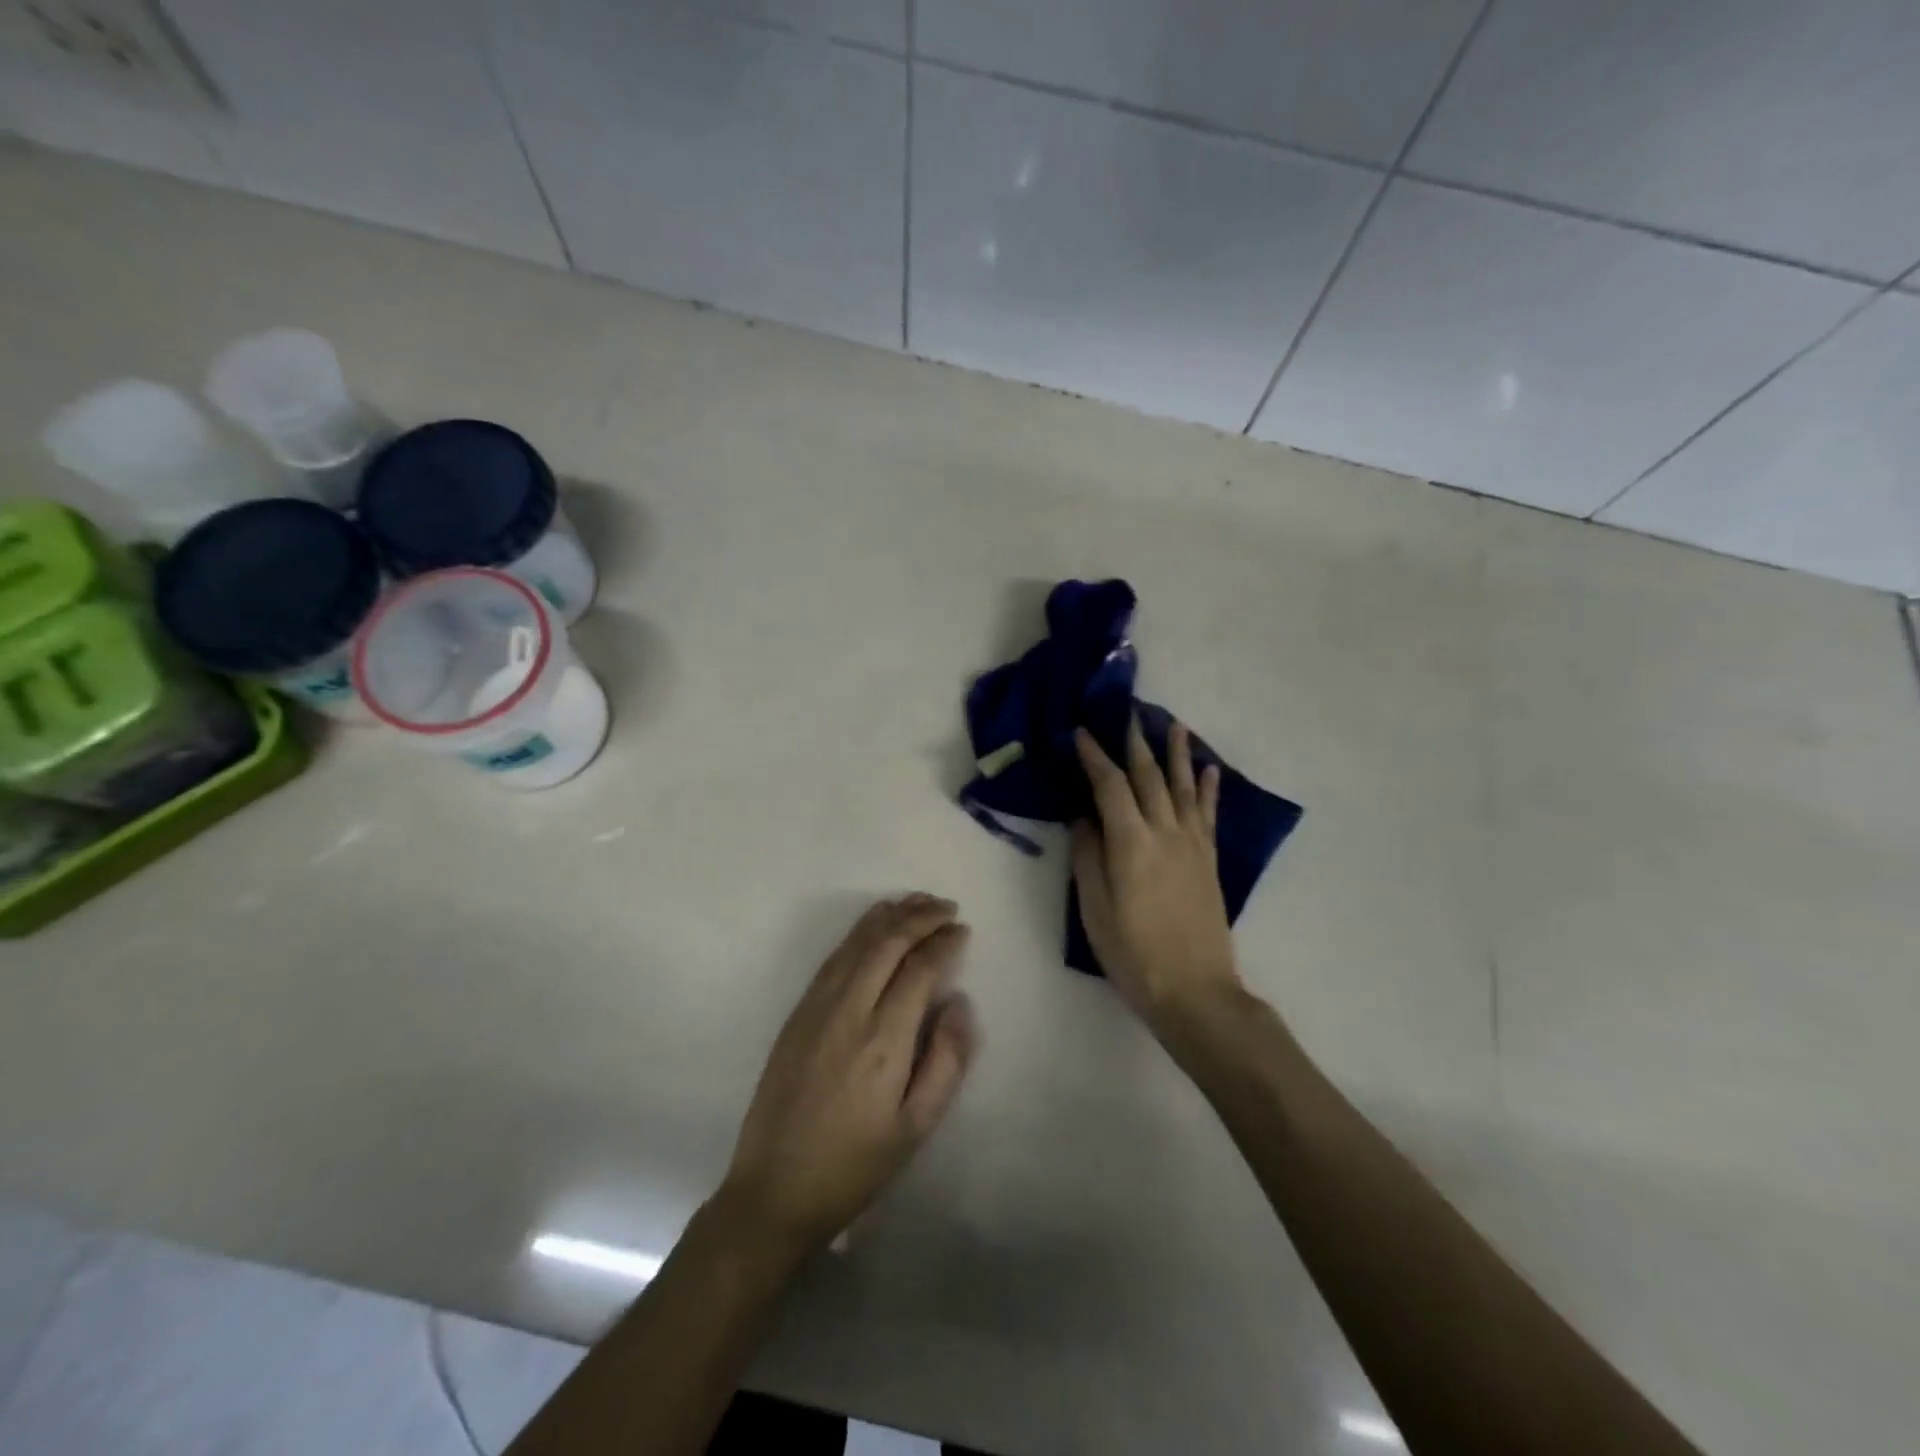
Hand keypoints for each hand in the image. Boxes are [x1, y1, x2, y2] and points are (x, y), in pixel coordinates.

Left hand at [718, 894, 976, 1255]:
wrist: (774, 1189)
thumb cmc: (855, 1165)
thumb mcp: (916, 1128)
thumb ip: (946, 1061)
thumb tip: (959, 1002)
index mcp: (883, 1040)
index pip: (919, 969)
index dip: (944, 943)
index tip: (963, 930)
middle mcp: (849, 1010)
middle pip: (887, 943)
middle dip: (920, 917)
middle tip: (946, 907)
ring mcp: (817, 1006)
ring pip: (857, 942)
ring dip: (889, 916)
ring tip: (917, 902)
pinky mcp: (797, 1012)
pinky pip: (834, 957)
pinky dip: (859, 932)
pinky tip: (873, 925)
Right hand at [1071, 719, 1241, 1030]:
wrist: (1194, 990)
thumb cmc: (1133, 953)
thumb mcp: (1095, 908)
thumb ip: (1088, 856)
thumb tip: (1083, 817)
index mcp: (1131, 842)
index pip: (1109, 786)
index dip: (1094, 756)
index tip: (1080, 731)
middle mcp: (1165, 832)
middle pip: (1148, 777)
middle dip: (1135, 742)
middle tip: (1127, 712)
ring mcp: (1192, 844)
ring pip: (1183, 787)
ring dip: (1176, 753)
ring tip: (1173, 723)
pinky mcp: (1209, 860)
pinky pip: (1208, 814)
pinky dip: (1208, 788)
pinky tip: (1208, 770)